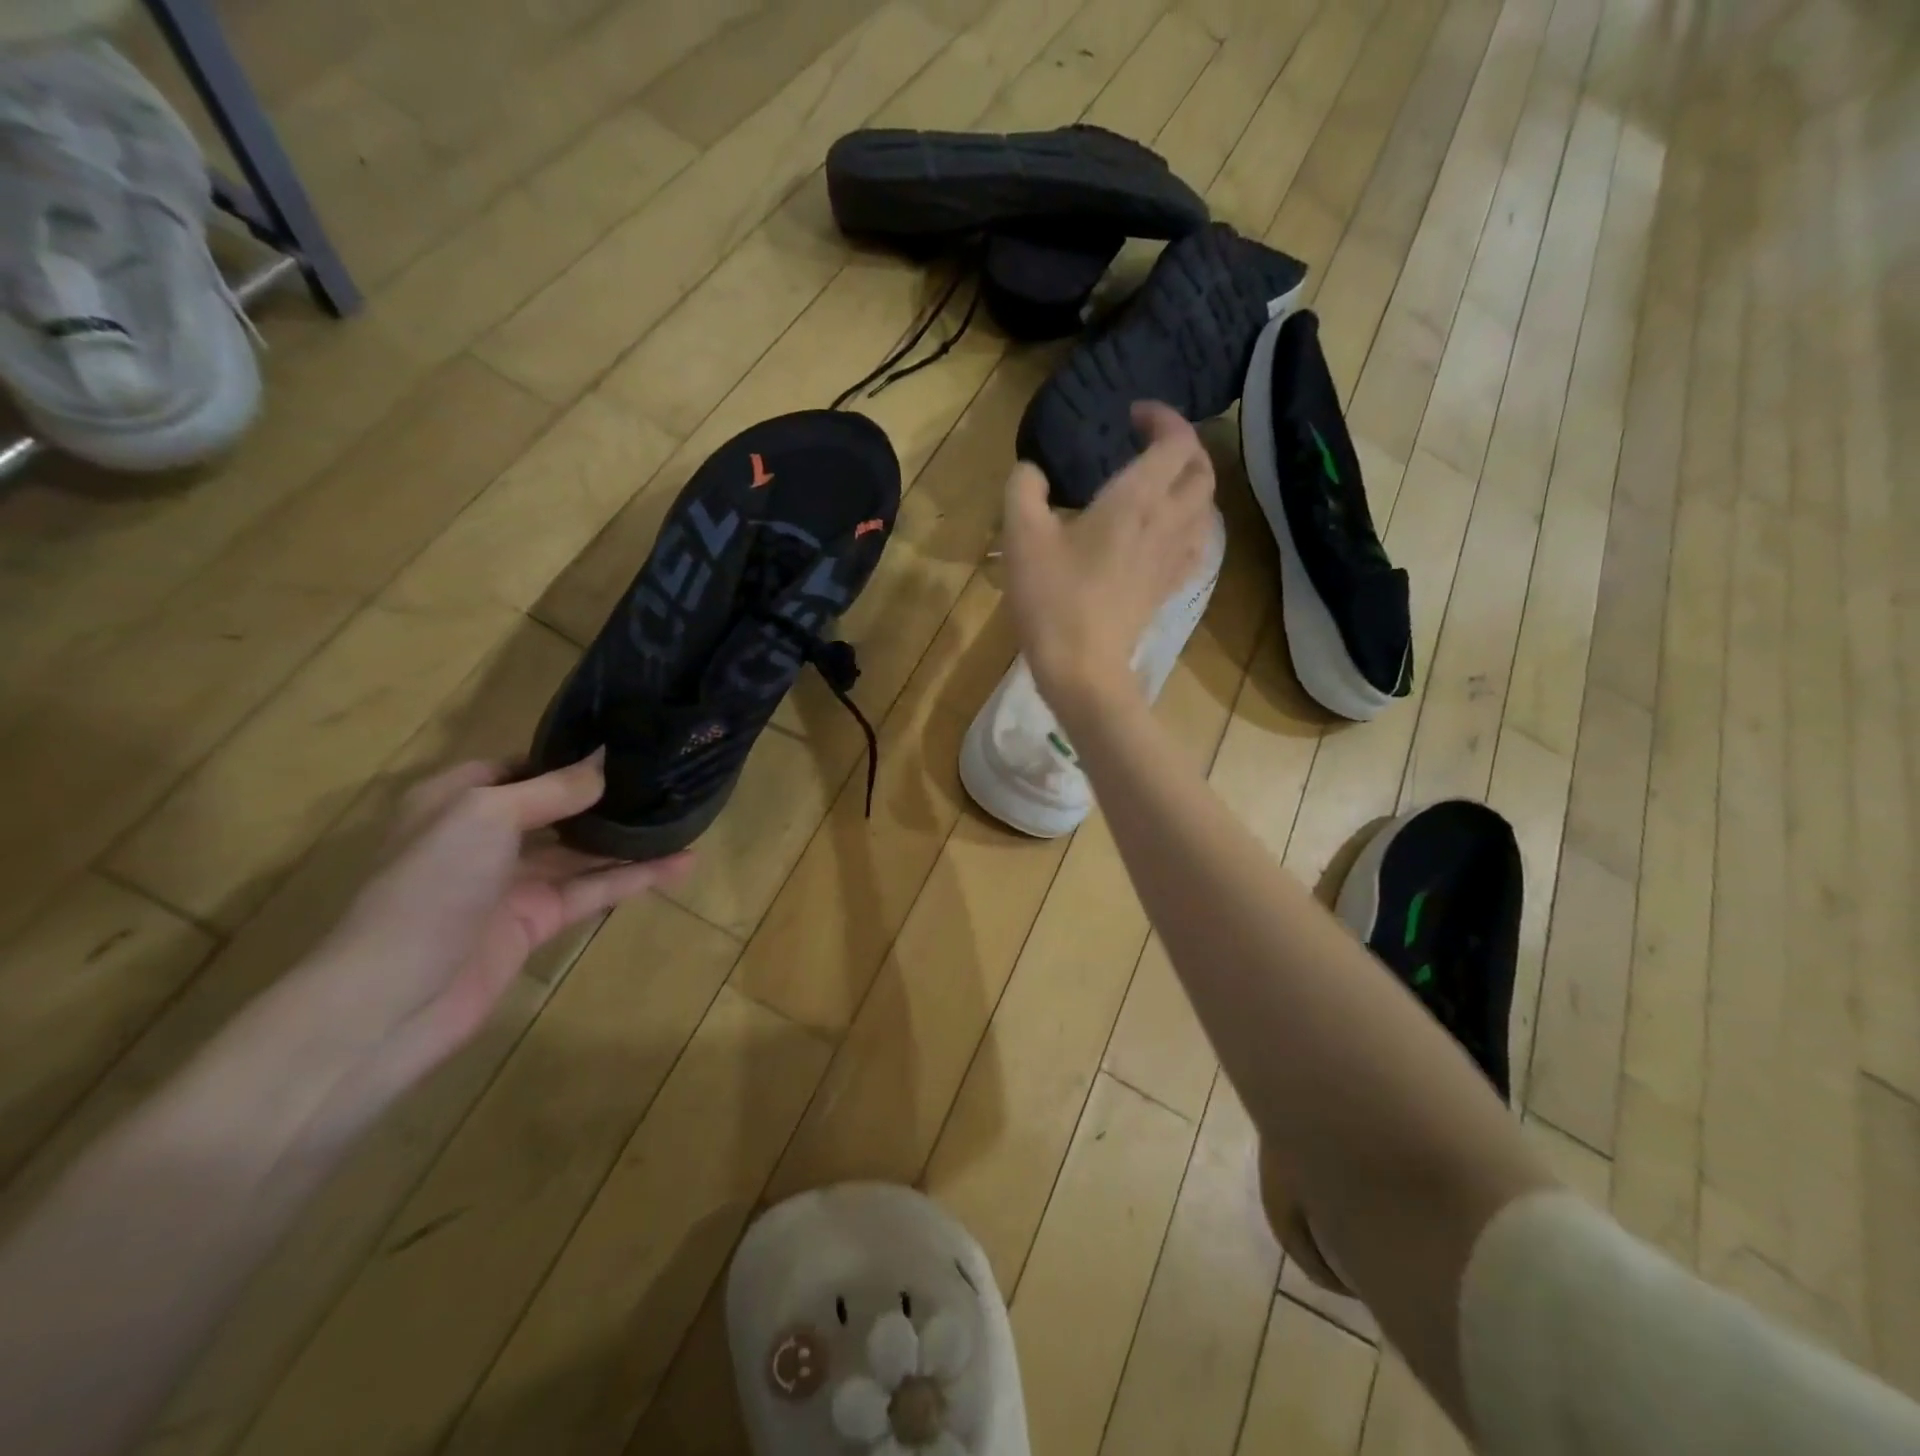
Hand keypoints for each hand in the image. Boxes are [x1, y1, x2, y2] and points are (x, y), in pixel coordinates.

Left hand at [251, 754, 690, 1129]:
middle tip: (665, 777)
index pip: (519, 765)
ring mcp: (513, 881)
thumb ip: (553, 788)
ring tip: (685, 818)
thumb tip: (605, 763)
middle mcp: (485, 836)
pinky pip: (594, 889)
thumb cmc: (430, 886)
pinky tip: (680, 864)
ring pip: (582, 850)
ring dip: (629, 837)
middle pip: (556, 807)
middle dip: (605, 795)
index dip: (566, 755)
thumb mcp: (486, 815)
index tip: (623, 744)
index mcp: (457, 800)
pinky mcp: (538, 920)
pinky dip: (635, 876)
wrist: (394, 998)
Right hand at [1002, 402, 1216, 729]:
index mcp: (1136, 499)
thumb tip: (1032, 471)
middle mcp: (1167, 522)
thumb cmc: (1052, 597)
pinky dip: (1191, 525)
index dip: (1163, 418)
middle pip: (1202, 471)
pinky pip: (1197, 545)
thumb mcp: (1021, 535)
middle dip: (1184, 447)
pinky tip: (1168, 532)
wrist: (1081, 667)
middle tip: (1151, 444)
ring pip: (1206, 507)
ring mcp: (1173, 558)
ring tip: (1162, 484)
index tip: (1134, 415)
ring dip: (1192, 484)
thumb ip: (1024, 488)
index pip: (1175, 442)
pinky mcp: (1168, 588)